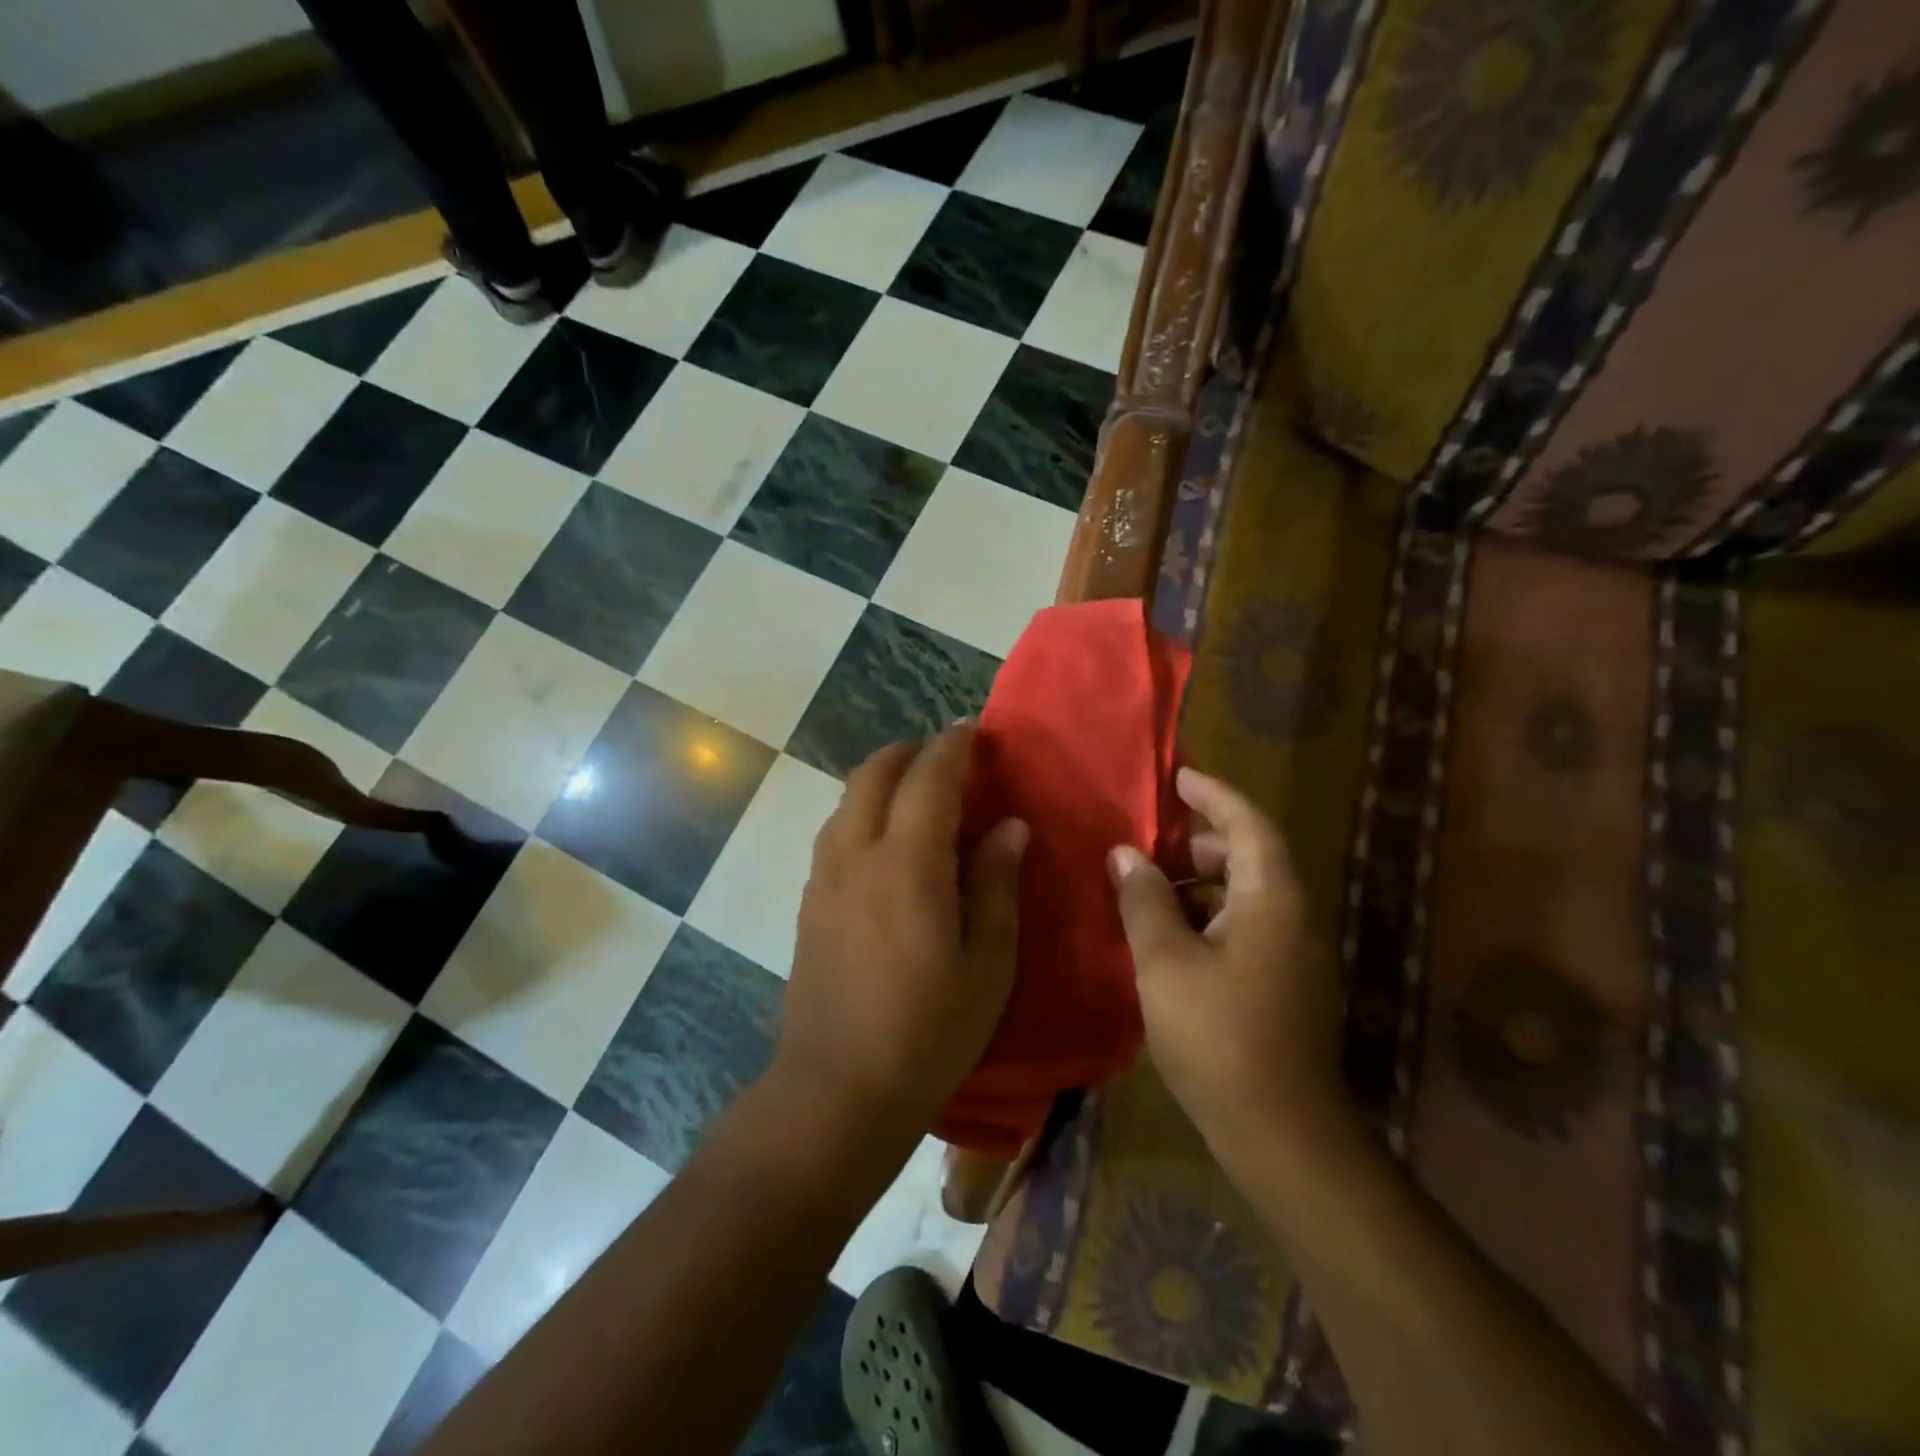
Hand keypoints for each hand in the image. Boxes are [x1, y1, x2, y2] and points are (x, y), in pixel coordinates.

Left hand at [775, 724, 1026, 1152]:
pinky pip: (836, 831)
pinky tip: (887, 844)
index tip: (975, 731)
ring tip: (919, 795)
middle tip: (948, 757)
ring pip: (847, 799)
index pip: (929, 778)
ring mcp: (824, 877)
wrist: (837, 1090)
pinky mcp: (809, 902)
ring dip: (882, 779)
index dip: (953, 746)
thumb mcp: (987, 962)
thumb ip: (997, 883)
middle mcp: (855, 854)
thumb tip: (1008, 826)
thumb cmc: (929, 1031)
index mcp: (906, 863)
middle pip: (874, 773)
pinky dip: (863, 812)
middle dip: (911, 751)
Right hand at [1108, 767, 1353, 1169]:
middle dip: (1200, 843)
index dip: (1214, 795)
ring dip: (1199, 885)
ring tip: (1148, 890)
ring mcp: (1292, 957)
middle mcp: (1292, 919)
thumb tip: (1125, 853)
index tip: (1179, 778)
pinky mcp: (1283, 989)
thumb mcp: (1165, 960)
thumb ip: (1143, 899)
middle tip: (1151, 839)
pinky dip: (1207, 919)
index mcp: (1271, 899)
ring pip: (1244, 898)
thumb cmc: (1219, 1035)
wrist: (1281, 1134)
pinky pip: (1244, 930)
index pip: (1249, 824)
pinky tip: (1167, 939)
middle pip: (1249, 859)